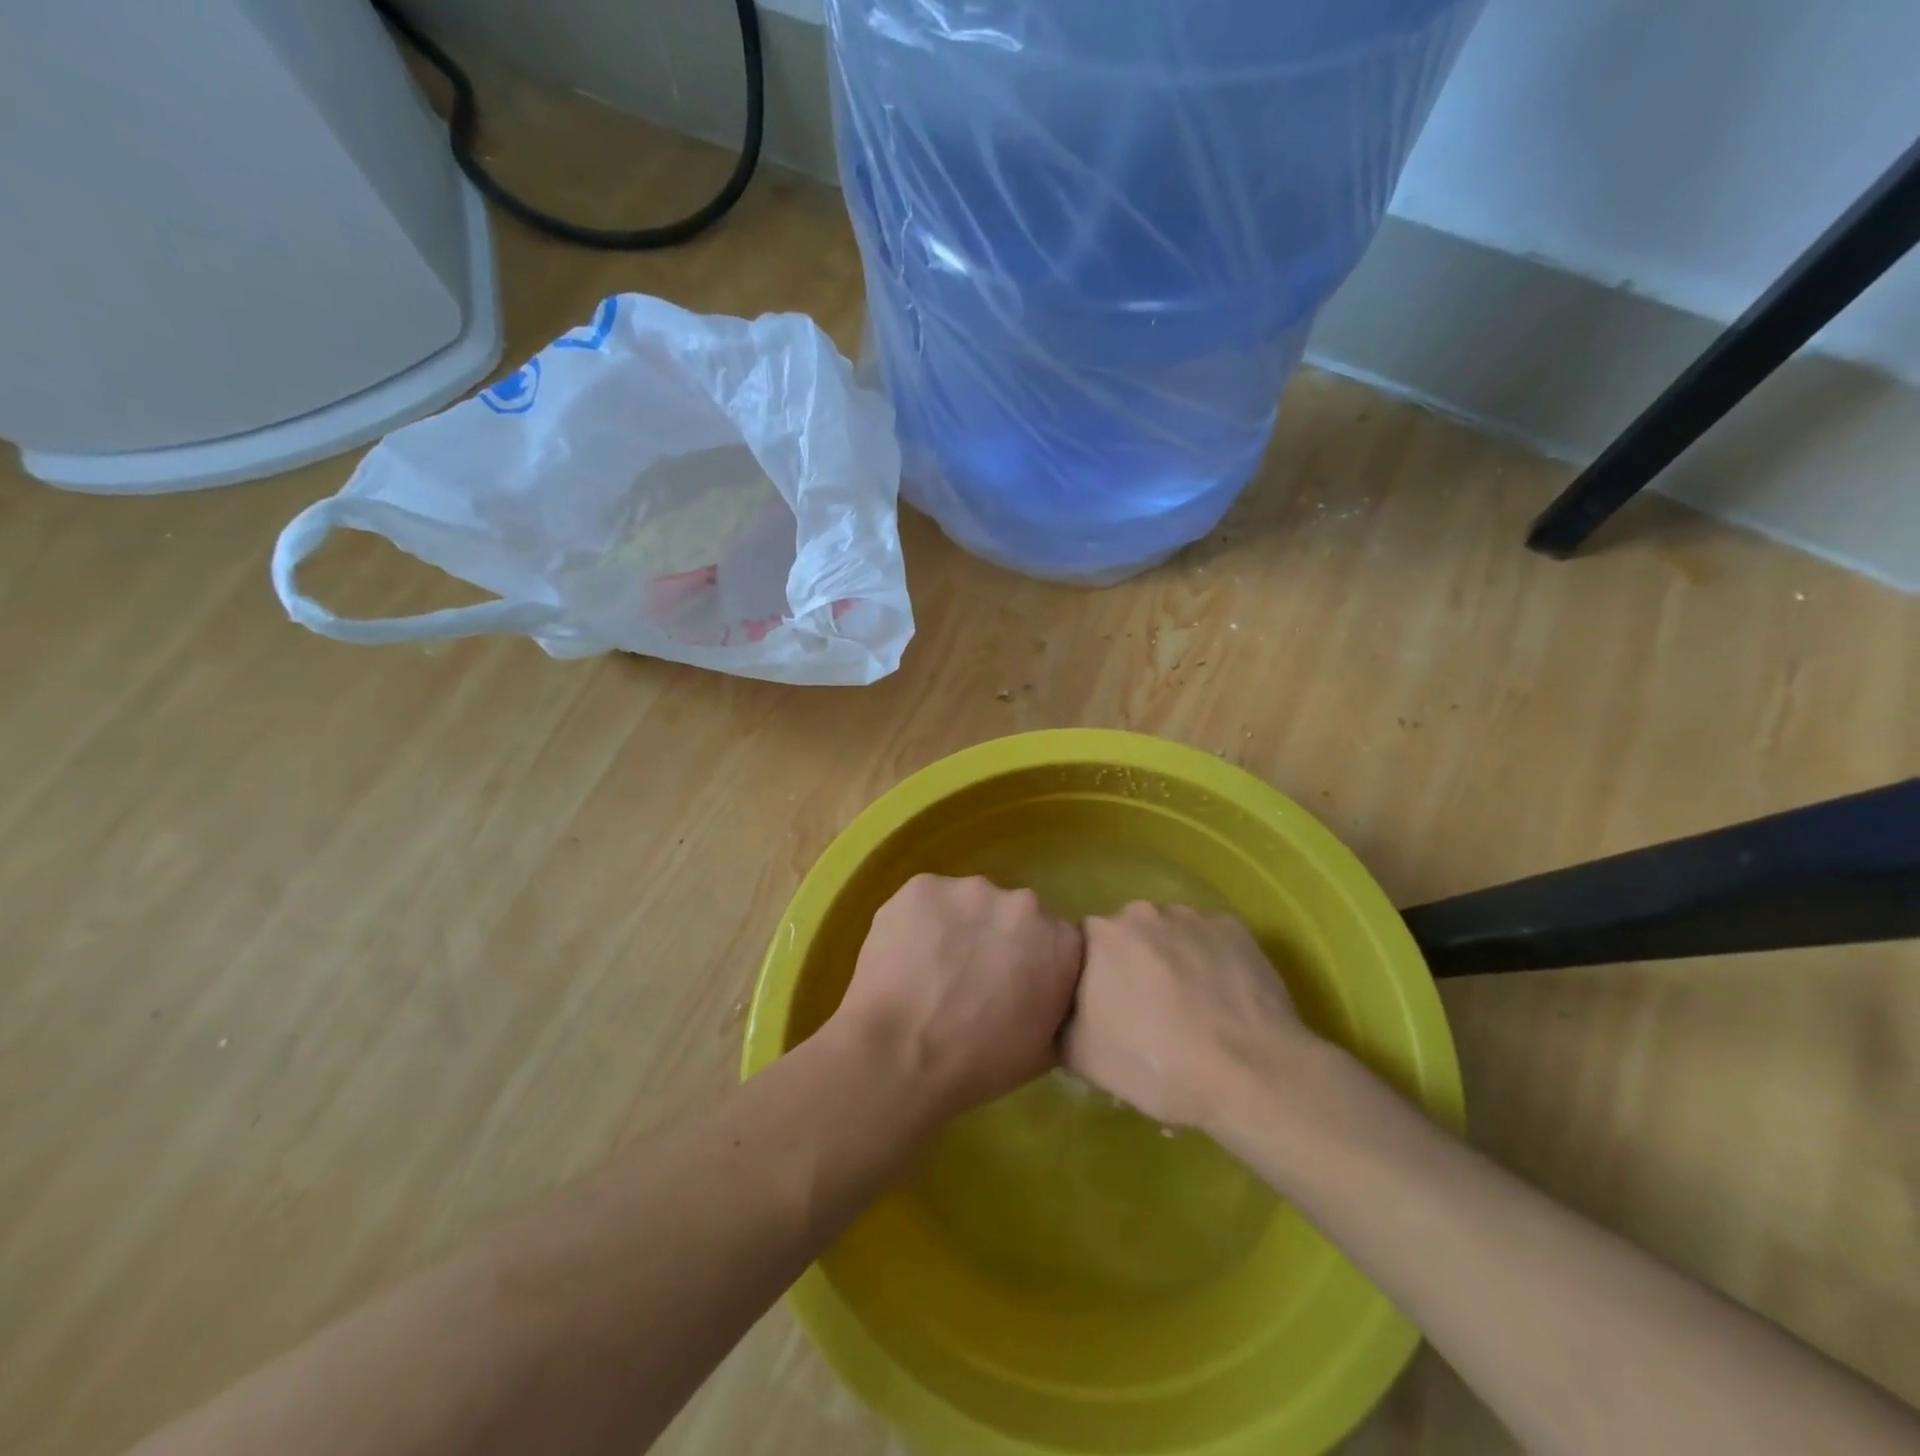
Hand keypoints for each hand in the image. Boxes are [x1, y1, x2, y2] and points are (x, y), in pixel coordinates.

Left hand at [830, 874, 1083, 1121]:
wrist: (900, 1055)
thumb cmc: (977, 1065)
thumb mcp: (1043, 1049)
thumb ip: (1055, 1002)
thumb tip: (1045, 988)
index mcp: (1062, 942)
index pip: (1053, 940)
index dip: (1028, 962)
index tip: (1008, 986)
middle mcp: (1023, 903)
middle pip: (1010, 914)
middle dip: (994, 938)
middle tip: (967, 977)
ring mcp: (971, 889)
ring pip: (967, 903)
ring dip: (956, 927)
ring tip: (930, 969)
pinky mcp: (923, 885)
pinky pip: (926, 901)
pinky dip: (918, 922)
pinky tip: (904, 956)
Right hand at [1061, 901, 1312, 1133]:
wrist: (1251, 1074)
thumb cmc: (1156, 1065)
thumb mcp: (1082, 1058)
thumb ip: (1058, 1020)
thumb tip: (1060, 1008)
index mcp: (1100, 936)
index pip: (1083, 947)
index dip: (1093, 979)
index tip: (1106, 1011)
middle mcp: (1143, 912)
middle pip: (1128, 936)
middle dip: (1133, 966)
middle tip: (1148, 1015)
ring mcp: (1193, 917)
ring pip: (1171, 936)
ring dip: (1172, 962)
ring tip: (1192, 1011)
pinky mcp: (1235, 929)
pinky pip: (1211, 942)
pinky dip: (1211, 964)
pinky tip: (1223, 1003)